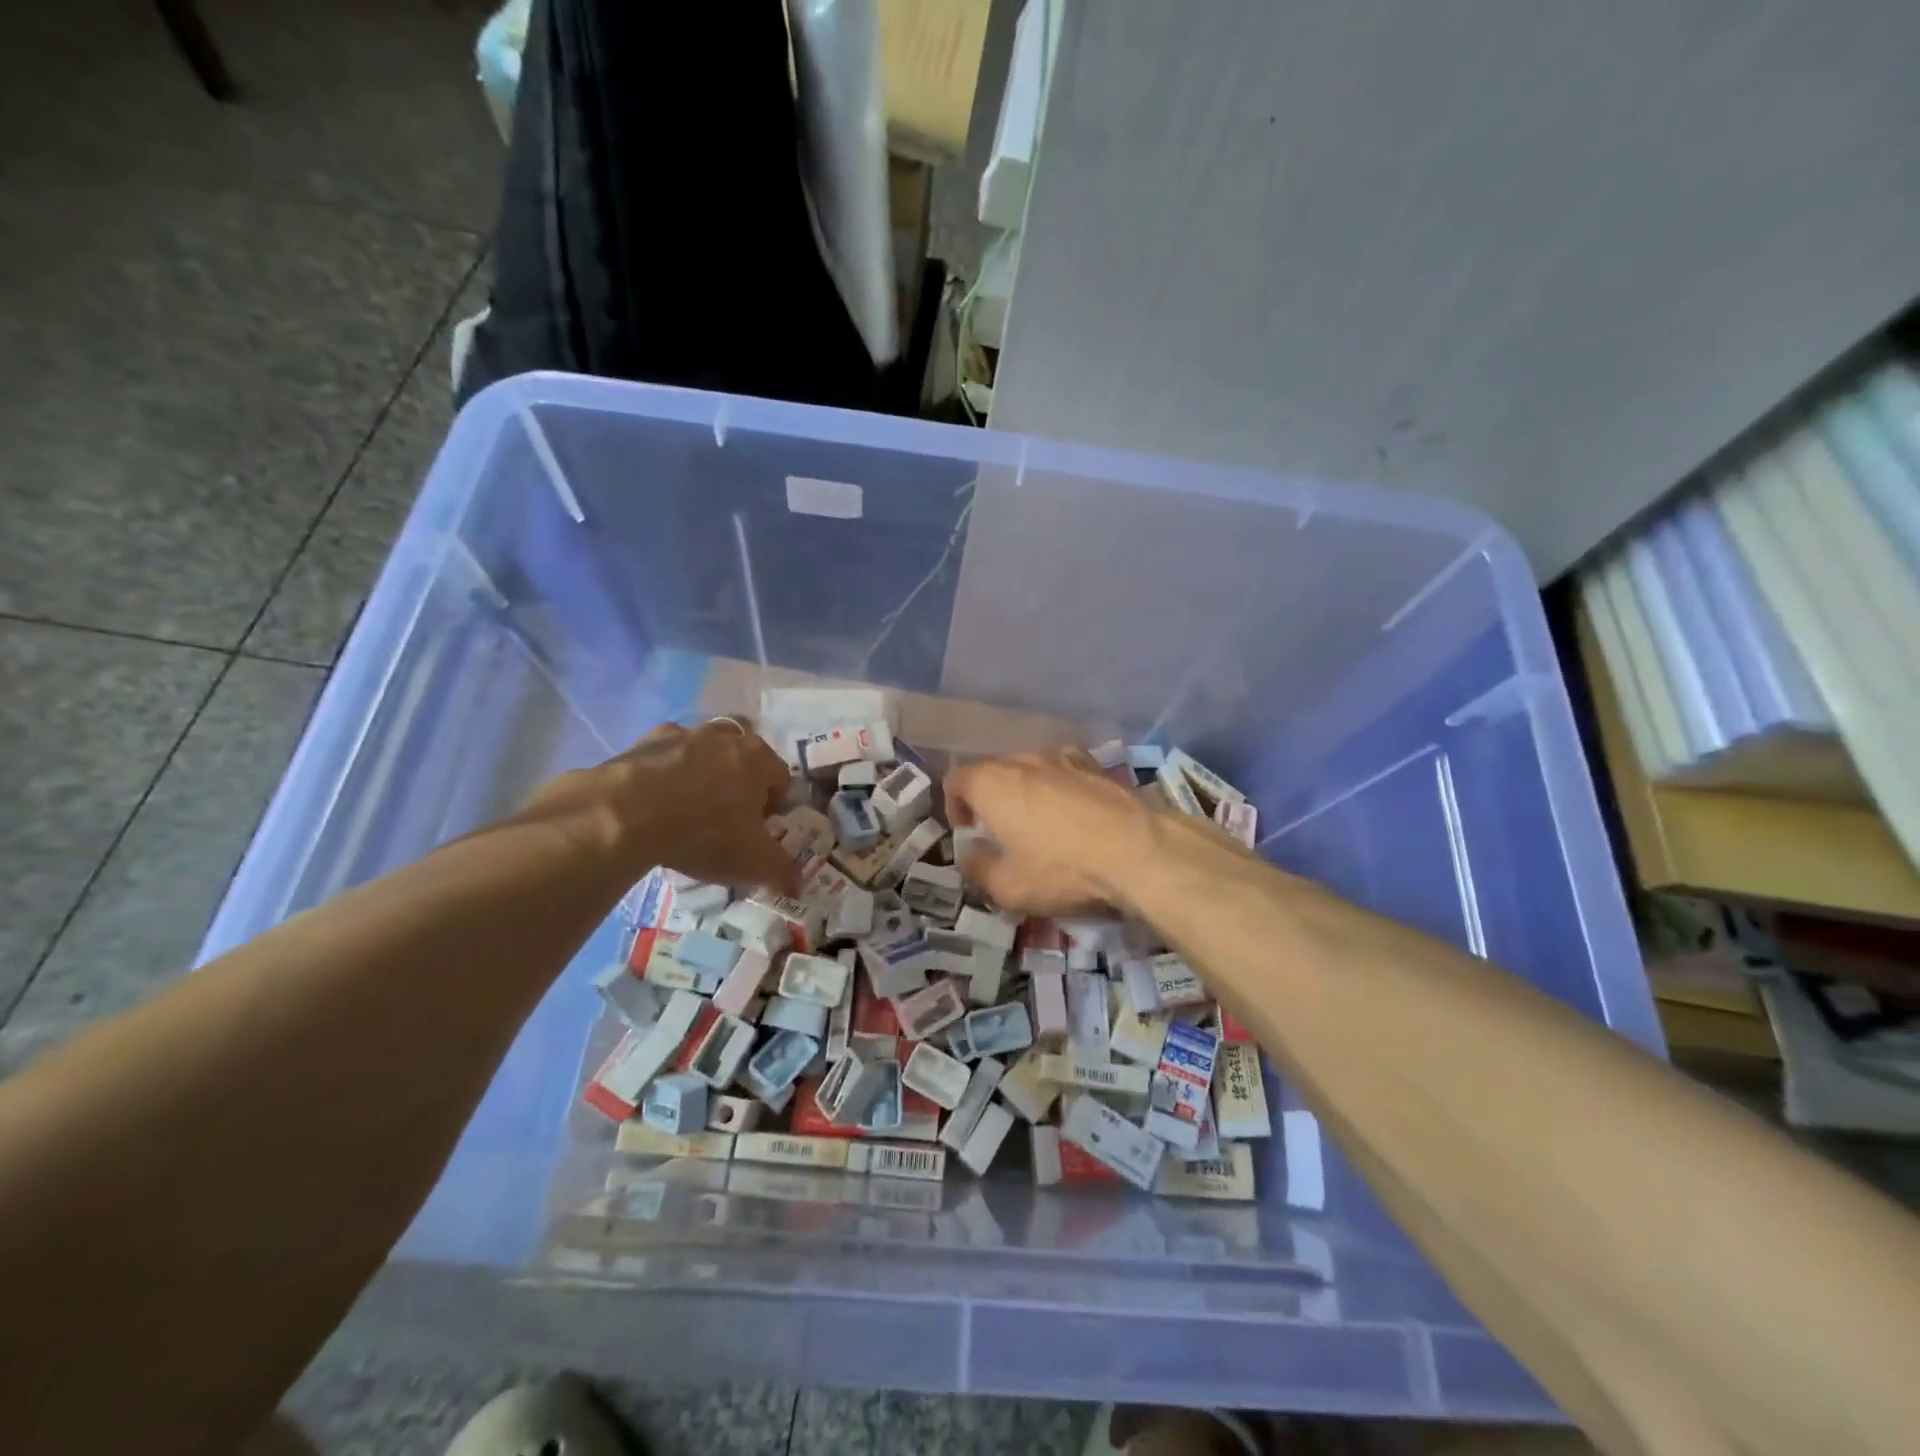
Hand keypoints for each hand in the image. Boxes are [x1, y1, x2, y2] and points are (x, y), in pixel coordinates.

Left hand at [521, 719, 799, 893]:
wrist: (628, 813)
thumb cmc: (706, 832)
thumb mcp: (753, 862)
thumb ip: (782, 871)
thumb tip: (798, 885)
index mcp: (760, 758)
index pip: (781, 778)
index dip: (774, 806)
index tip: (760, 831)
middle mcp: (726, 737)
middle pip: (743, 754)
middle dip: (740, 778)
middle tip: (727, 813)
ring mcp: (684, 734)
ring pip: (703, 749)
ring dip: (702, 771)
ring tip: (688, 808)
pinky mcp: (644, 742)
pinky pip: (664, 757)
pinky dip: (664, 773)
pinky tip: (654, 803)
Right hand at [943, 747, 1166, 915]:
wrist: (1138, 851)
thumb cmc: (1061, 869)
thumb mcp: (1007, 887)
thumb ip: (977, 869)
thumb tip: (969, 856)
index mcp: (991, 783)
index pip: (956, 779)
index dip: (954, 805)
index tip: (967, 832)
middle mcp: (1023, 761)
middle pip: (992, 769)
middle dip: (988, 797)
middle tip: (998, 831)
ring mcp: (1063, 759)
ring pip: (1031, 768)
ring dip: (1025, 790)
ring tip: (1038, 822)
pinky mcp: (1097, 767)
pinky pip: (1065, 772)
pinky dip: (1060, 787)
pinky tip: (1075, 814)